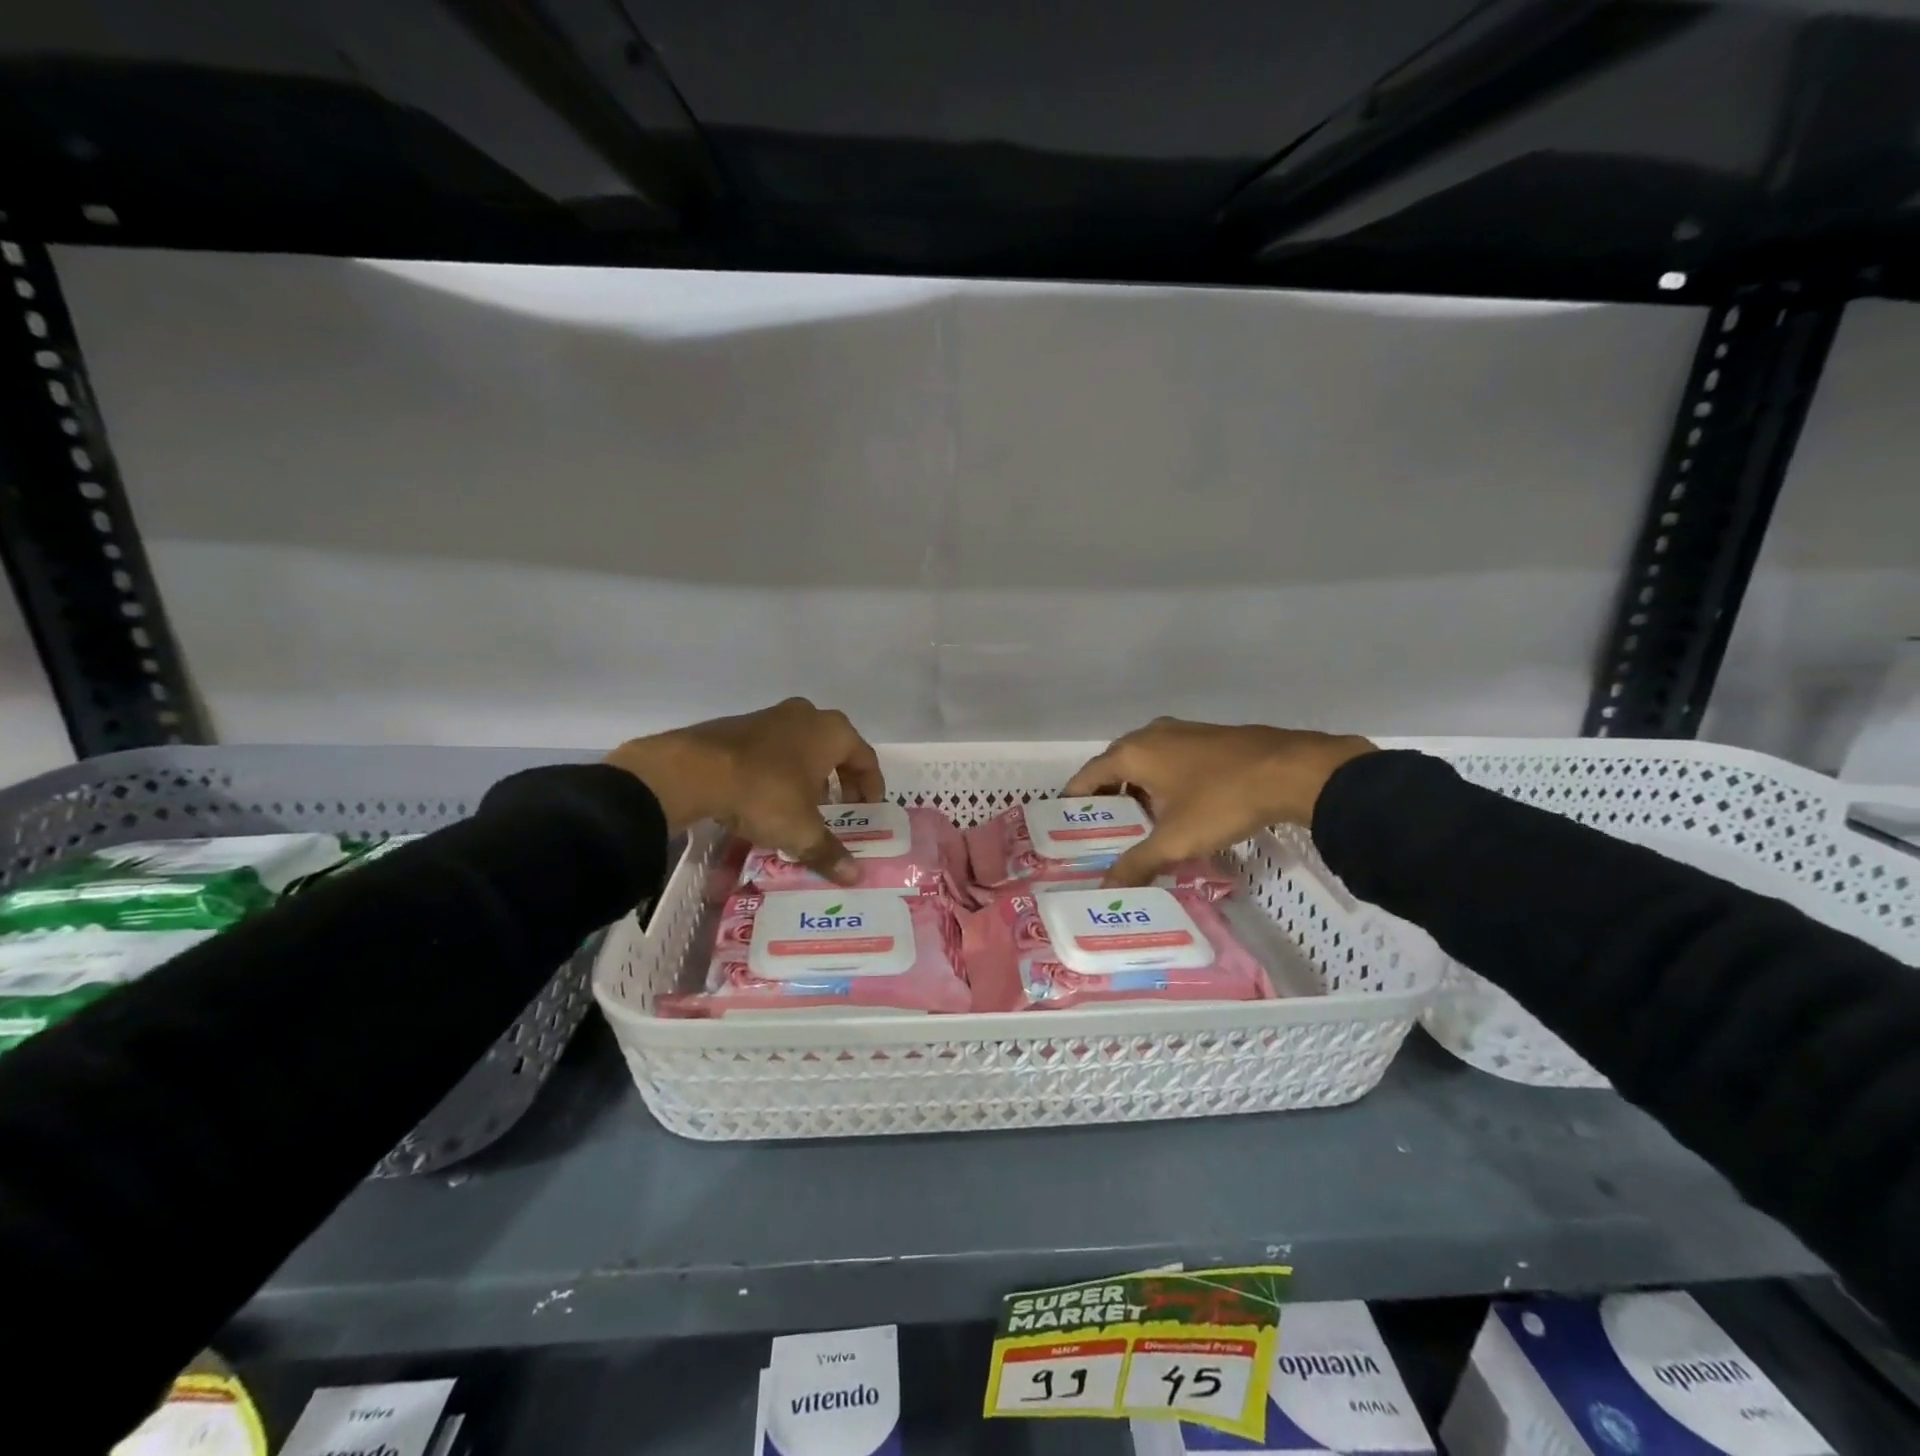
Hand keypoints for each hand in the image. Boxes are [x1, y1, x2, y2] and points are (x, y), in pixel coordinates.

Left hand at [606, 698, 884, 885]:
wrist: (692, 771)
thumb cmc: (764, 794)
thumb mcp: (801, 830)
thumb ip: (830, 852)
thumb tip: (854, 877)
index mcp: (832, 731)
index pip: (866, 759)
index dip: (872, 788)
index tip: (869, 812)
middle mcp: (806, 716)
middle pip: (835, 750)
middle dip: (840, 782)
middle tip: (839, 811)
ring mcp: (770, 717)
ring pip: (802, 748)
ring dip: (809, 776)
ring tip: (804, 809)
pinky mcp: (739, 727)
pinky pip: (773, 750)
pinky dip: (780, 772)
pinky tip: (768, 799)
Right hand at [1063, 718, 1375, 888]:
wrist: (1292, 771)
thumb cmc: (1221, 801)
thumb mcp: (1176, 840)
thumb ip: (1137, 864)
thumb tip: (1105, 889)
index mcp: (1132, 752)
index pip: (1088, 775)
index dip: (1075, 800)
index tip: (1067, 825)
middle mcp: (1151, 734)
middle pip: (1114, 766)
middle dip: (1107, 798)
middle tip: (1103, 832)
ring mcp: (1182, 731)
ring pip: (1145, 762)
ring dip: (1137, 789)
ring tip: (1138, 825)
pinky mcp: (1209, 737)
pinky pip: (1170, 759)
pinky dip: (1162, 781)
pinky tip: (1176, 808)